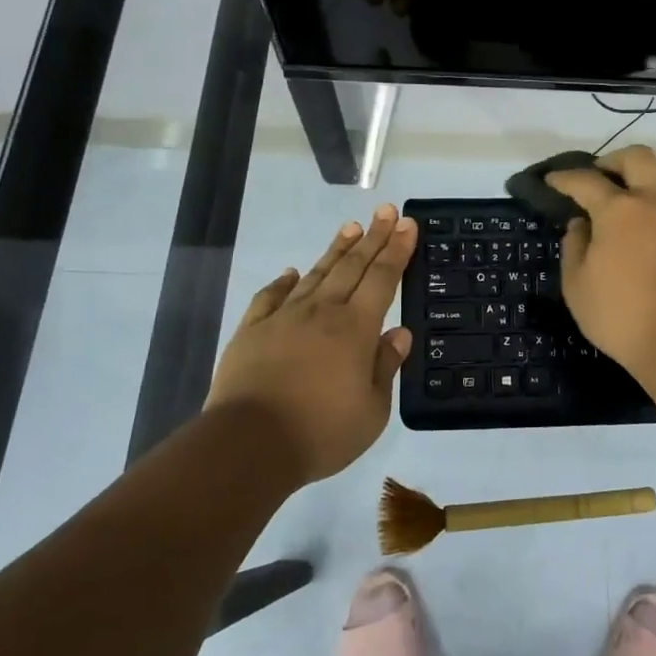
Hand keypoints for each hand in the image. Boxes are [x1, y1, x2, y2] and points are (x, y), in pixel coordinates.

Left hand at [206, 205, 416, 484]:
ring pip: (316, 274)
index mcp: (355, 328)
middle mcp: (322, 312)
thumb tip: (399, 332)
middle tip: (385, 211)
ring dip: (336, 249)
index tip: (407, 223)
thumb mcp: (371, 410)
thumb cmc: (321, 432)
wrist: (249, 445)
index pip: (382, 278)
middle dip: (373, 236)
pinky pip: (271, 297)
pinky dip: (284, 282)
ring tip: (350, 227)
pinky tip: (291, 272)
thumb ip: (385, 366)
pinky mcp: (252, 331)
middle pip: (352, 266)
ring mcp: (284, 318)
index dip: (397, 249)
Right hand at [545, 146, 655, 372]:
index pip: (585, 180)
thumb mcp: (577, 286)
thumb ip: (574, 247)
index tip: (553, 180)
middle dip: (615, 160)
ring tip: (637, 217)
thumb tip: (581, 224)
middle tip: (602, 176)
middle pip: (638, 158)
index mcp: (618, 210)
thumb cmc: (622, 315)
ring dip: (649, 192)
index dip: (565, 177)